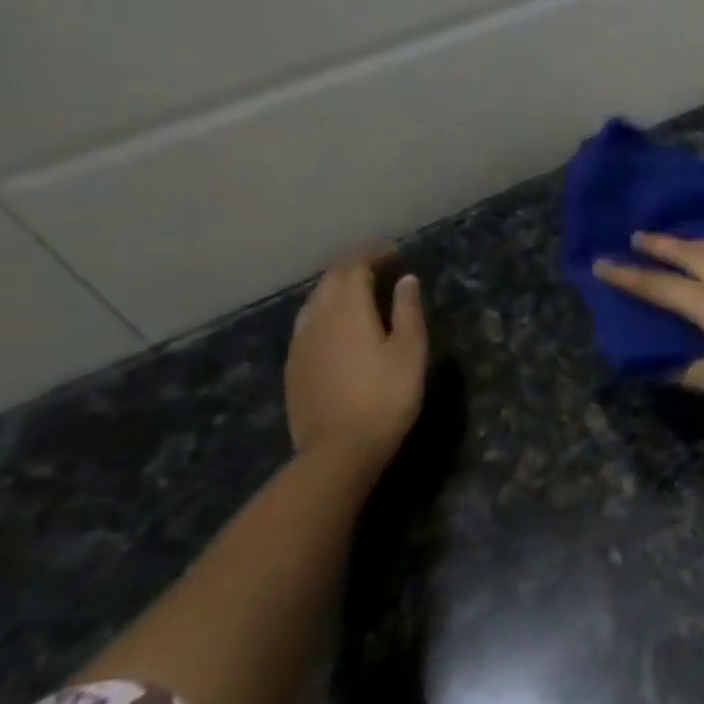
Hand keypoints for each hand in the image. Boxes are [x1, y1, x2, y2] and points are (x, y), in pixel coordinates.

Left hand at [285, 250, 427, 466]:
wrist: (337, 451)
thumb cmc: (385, 397)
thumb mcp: (410, 351)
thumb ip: (408, 310)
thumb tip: (406, 280)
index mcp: (347, 310)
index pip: (353, 266)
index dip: (373, 254)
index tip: (395, 253)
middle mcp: (316, 319)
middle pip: (330, 280)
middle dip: (354, 266)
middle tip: (382, 267)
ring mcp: (300, 344)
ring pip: (315, 301)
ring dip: (338, 287)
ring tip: (362, 291)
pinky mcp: (293, 366)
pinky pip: (308, 323)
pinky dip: (326, 310)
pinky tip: (340, 325)